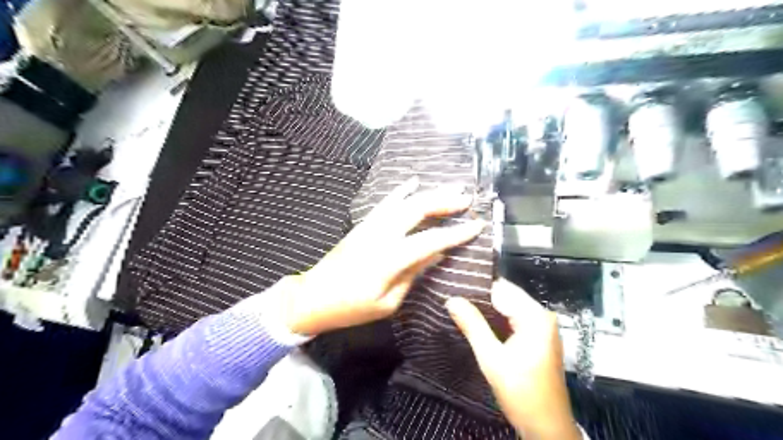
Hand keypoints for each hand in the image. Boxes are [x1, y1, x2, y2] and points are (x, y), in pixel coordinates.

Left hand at [286, 176, 487, 335]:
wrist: (312, 297)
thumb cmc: (351, 308)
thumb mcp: (387, 302)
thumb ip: (412, 274)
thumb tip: (436, 254)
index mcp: (388, 260)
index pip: (429, 241)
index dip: (455, 233)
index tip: (476, 225)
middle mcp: (379, 236)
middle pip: (416, 210)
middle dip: (444, 202)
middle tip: (466, 198)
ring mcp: (369, 226)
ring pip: (403, 202)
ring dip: (428, 193)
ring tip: (451, 188)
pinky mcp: (362, 225)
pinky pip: (384, 203)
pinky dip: (400, 192)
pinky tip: (413, 182)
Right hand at [447, 279, 579, 438]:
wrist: (547, 428)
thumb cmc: (521, 393)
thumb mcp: (491, 358)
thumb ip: (472, 325)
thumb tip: (452, 300)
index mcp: (535, 316)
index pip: (501, 289)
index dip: (477, 288)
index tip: (453, 287)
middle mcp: (542, 315)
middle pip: (506, 296)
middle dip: (480, 299)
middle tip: (452, 299)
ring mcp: (542, 326)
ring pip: (508, 307)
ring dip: (486, 310)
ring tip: (459, 308)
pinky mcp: (538, 337)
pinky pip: (513, 319)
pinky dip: (496, 320)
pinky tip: (477, 322)